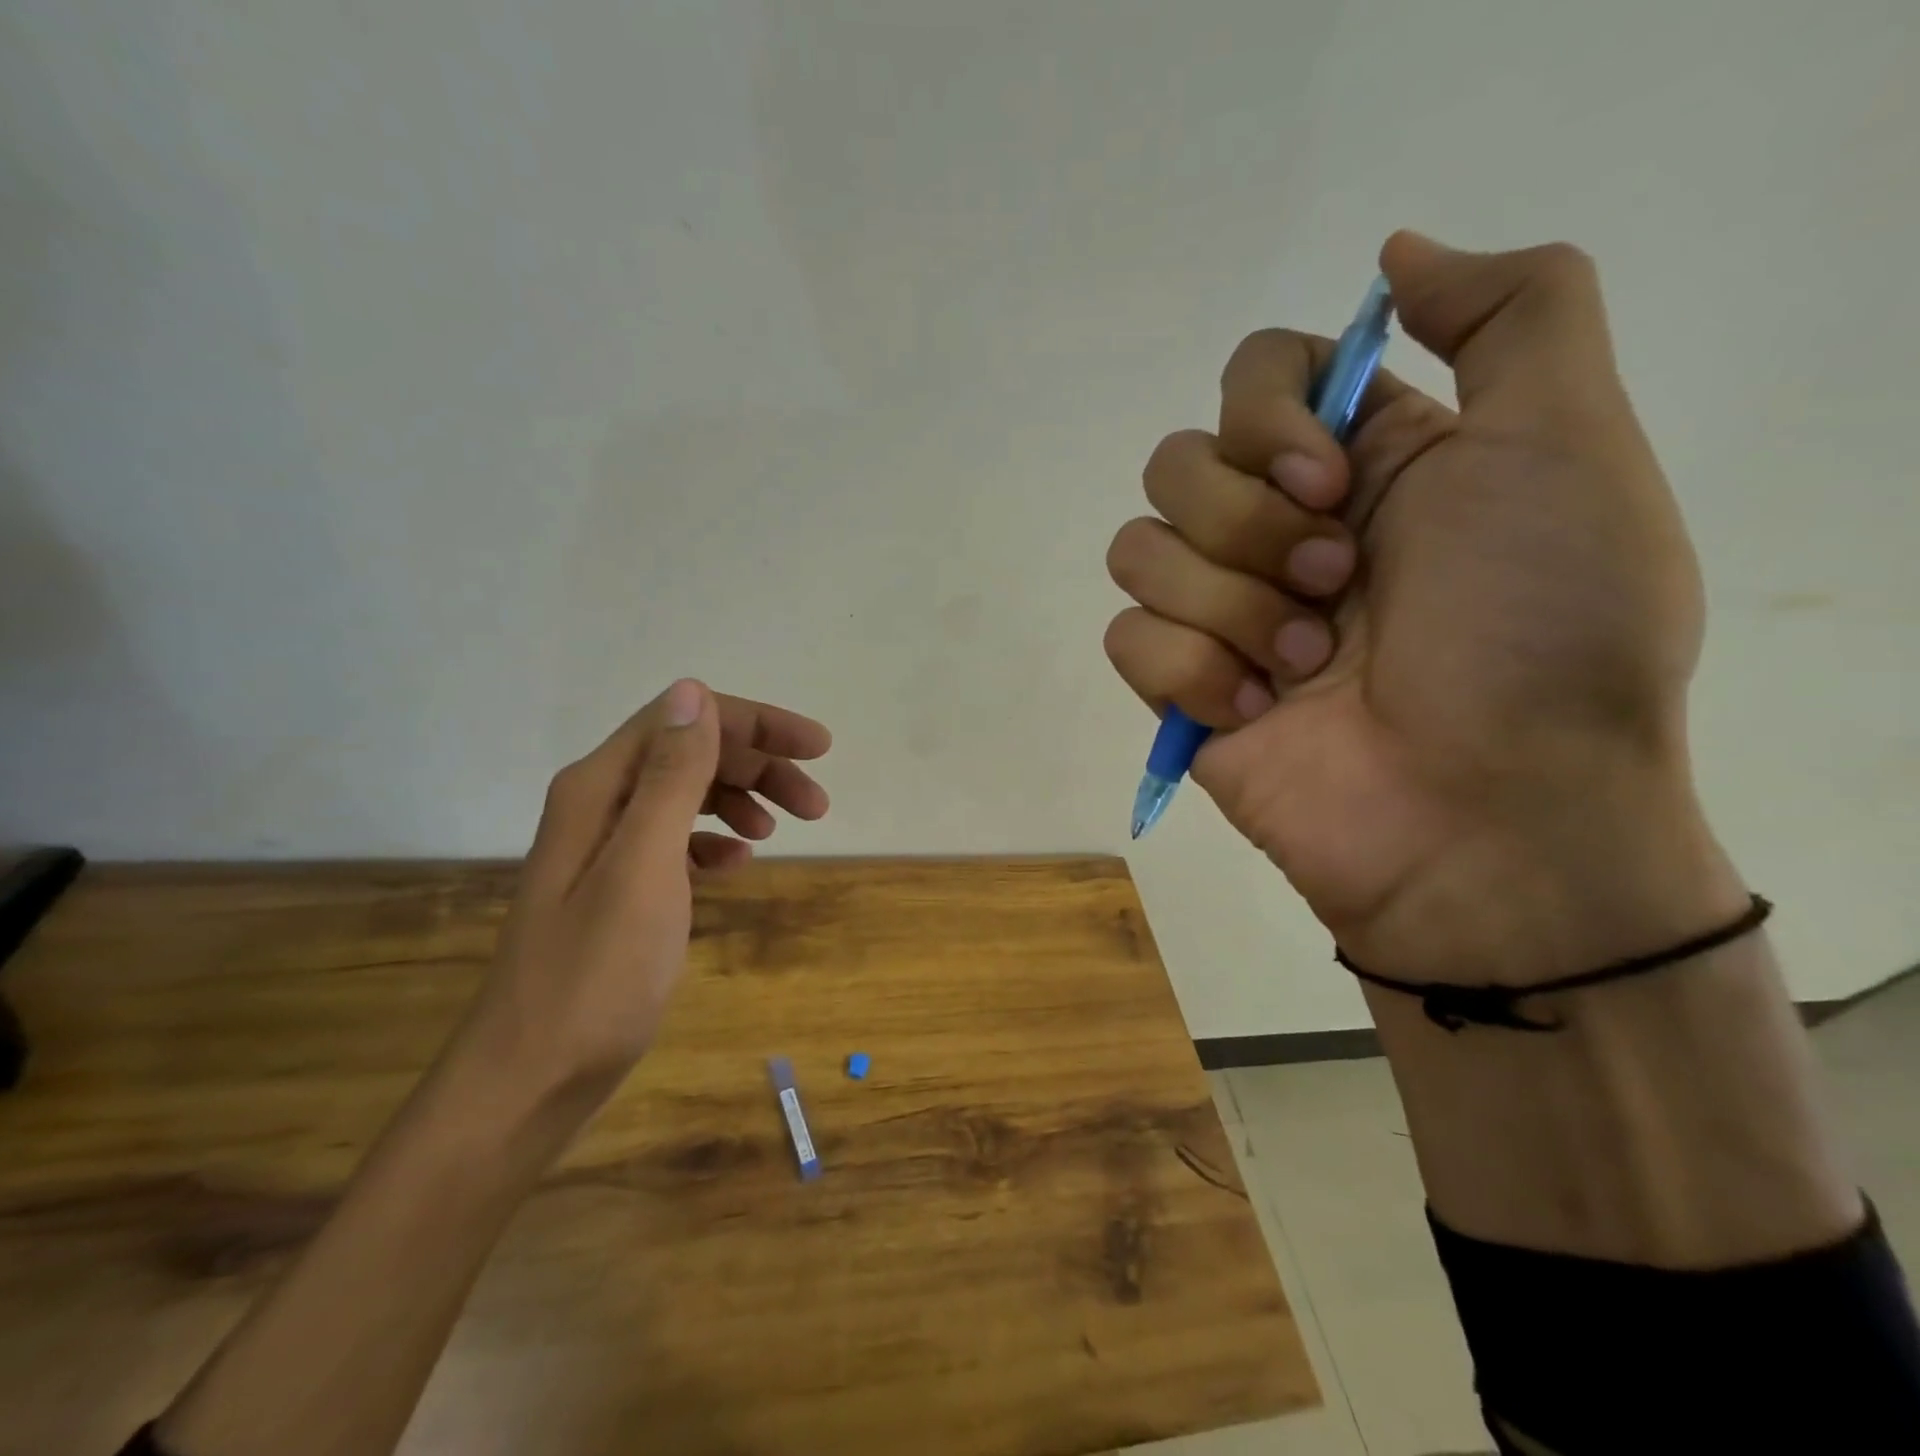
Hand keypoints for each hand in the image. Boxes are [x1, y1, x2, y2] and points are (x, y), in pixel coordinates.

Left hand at [471, 679, 830, 1094]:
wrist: (532, 1080)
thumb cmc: (595, 975)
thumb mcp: (643, 867)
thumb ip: (670, 777)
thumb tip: (692, 692)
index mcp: (600, 787)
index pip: (685, 719)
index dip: (756, 723)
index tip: (818, 748)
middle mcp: (599, 804)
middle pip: (691, 753)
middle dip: (759, 765)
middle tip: (817, 803)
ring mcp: (606, 848)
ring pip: (689, 795)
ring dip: (742, 800)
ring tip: (786, 829)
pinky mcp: (617, 888)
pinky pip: (677, 840)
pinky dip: (715, 841)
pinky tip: (738, 864)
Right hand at [1105, 233, 1743, 982]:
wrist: (1492, 816)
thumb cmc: (1540, 633)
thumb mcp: (1568, 446)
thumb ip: (1514, 313)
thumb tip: (1394, 255)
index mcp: (1356, 464)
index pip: (1250, 376)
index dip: (1266, 415)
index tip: (1329, 480)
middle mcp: (1277, 528)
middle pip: (1175, 464)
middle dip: (1248, 528)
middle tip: (1337, 589)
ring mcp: (1221, 612)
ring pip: (1137, 551)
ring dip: (1228, 608)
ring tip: (1307, 668)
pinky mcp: (1179, 687)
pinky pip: (1126, 638)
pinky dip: (1191, 673)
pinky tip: (1258, 713)